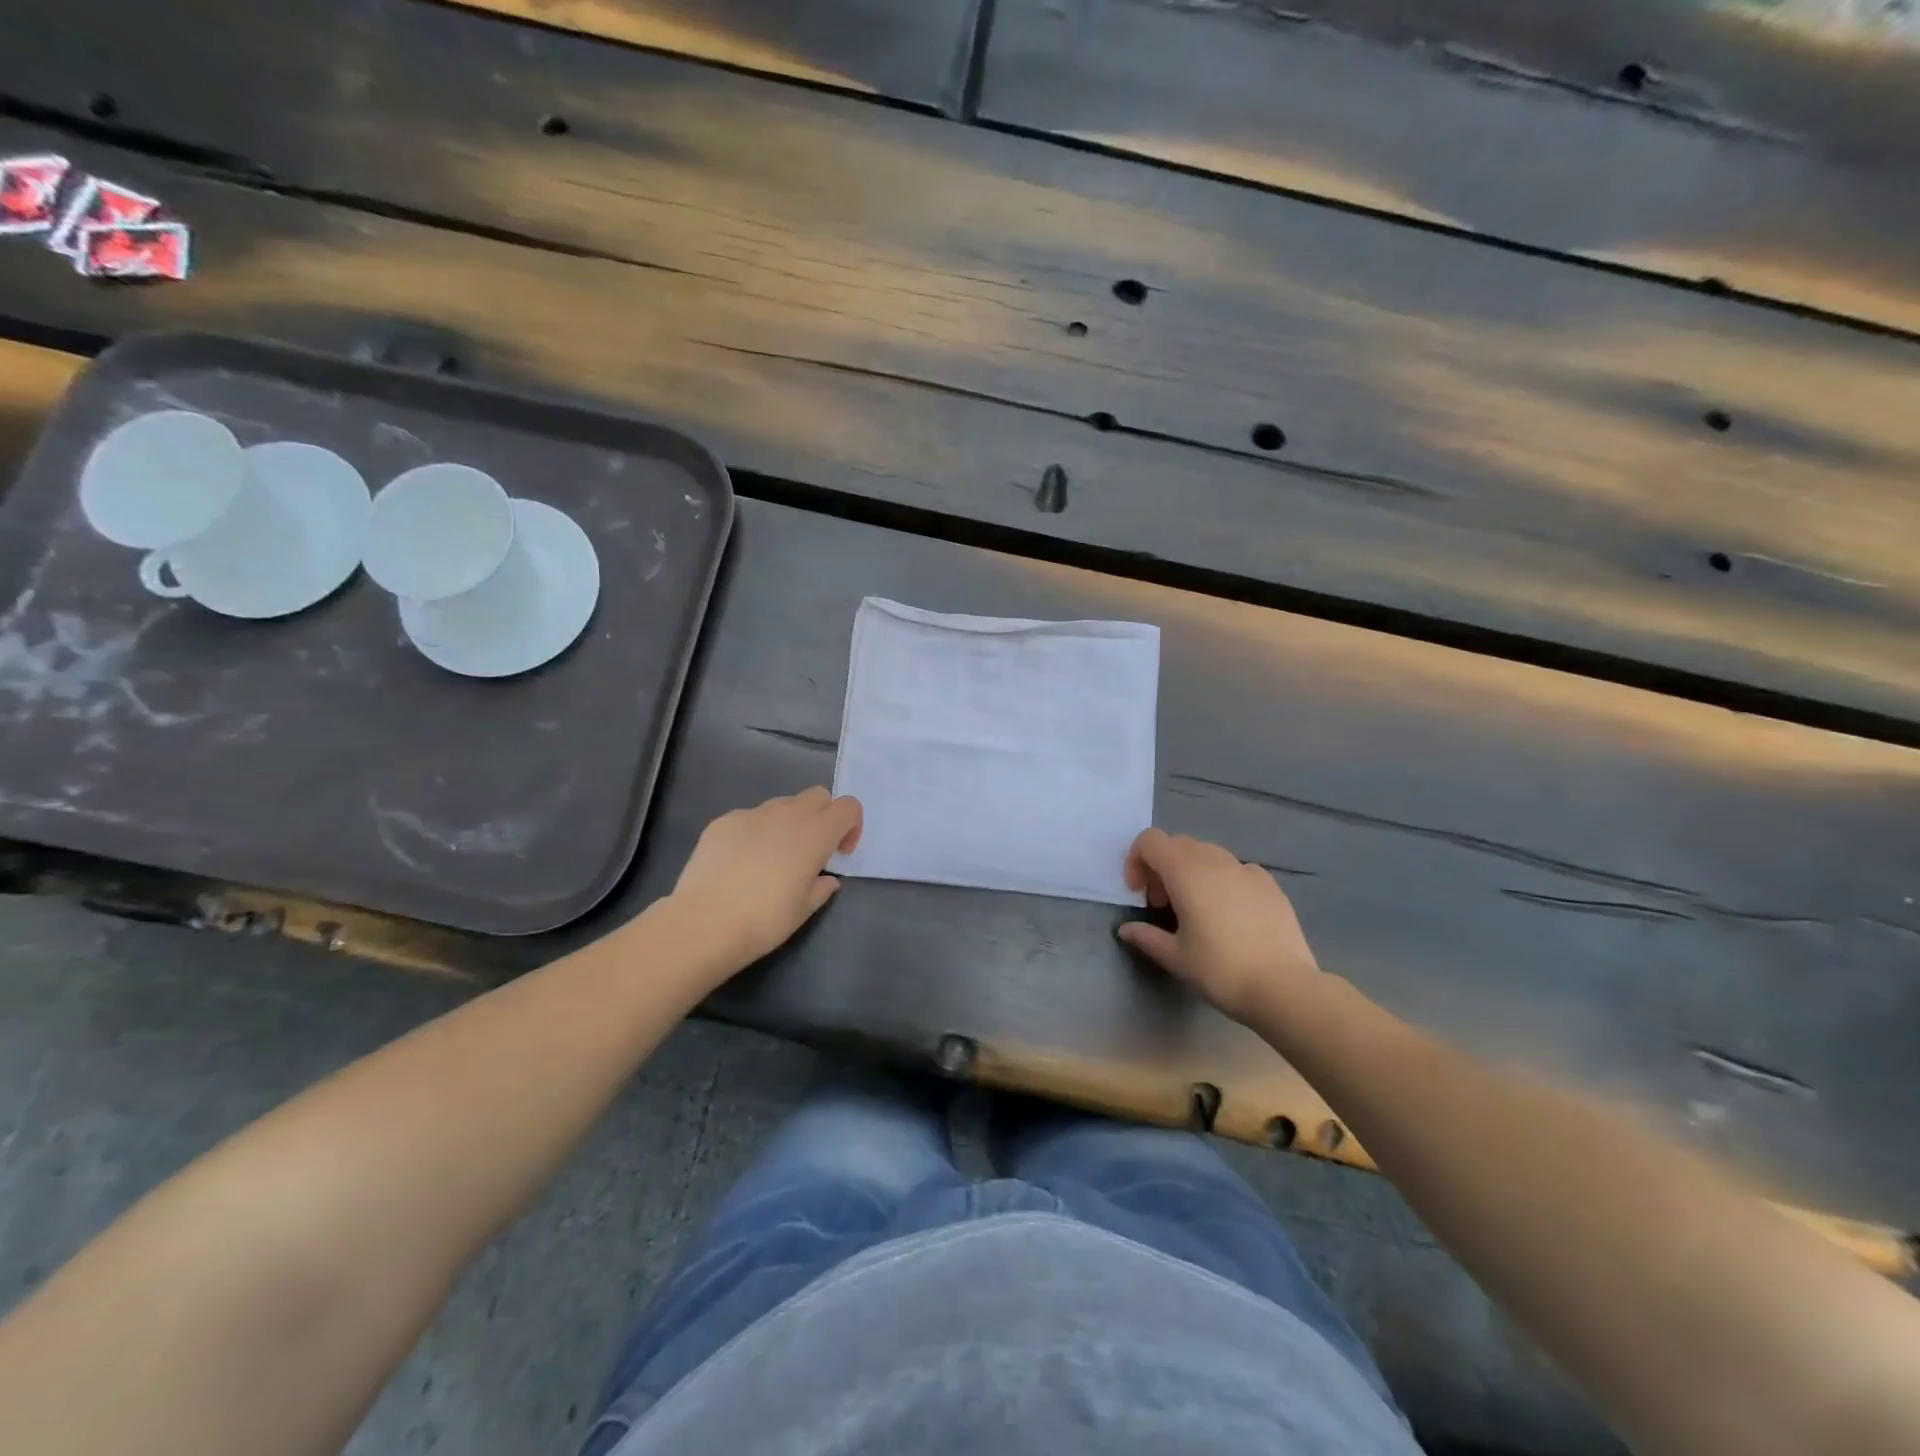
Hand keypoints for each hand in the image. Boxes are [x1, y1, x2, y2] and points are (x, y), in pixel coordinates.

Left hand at [669, 788, 862, 972]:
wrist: (705, 922)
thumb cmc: (765, 919)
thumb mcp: (804, 909)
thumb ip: (821, 888)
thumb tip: (826, 879)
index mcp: (815, 833)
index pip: (848, 806)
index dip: (851, 826)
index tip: (839, 853)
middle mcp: (787, 814)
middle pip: (817, 796)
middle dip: (822, 816)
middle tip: (811, 850)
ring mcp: (752, 814)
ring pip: (782, 805)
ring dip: (788, 823)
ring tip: (772, 858)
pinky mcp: (723, 821)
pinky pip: (749, 818)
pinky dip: (755, 832)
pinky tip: (740, 863)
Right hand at [1118, 828, 1327, 1027]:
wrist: (1284, 987)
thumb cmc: (1220, 970)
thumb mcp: (1175, 957)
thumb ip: (1146, 937)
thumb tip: (1126, 930)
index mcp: (1186, 872)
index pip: (1150, 841)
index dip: (1136, 860)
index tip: (1139, 893)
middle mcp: (1215, 860)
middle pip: (1177, 844)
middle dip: (1162, 867)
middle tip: (1162, 904)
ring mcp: (1246, 869)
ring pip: (1207, 853)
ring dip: (1191, 871)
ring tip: (1196, 909)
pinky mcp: (1270, 883)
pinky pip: (1236, 868)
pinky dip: (1222, 880)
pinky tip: (1230, 913)